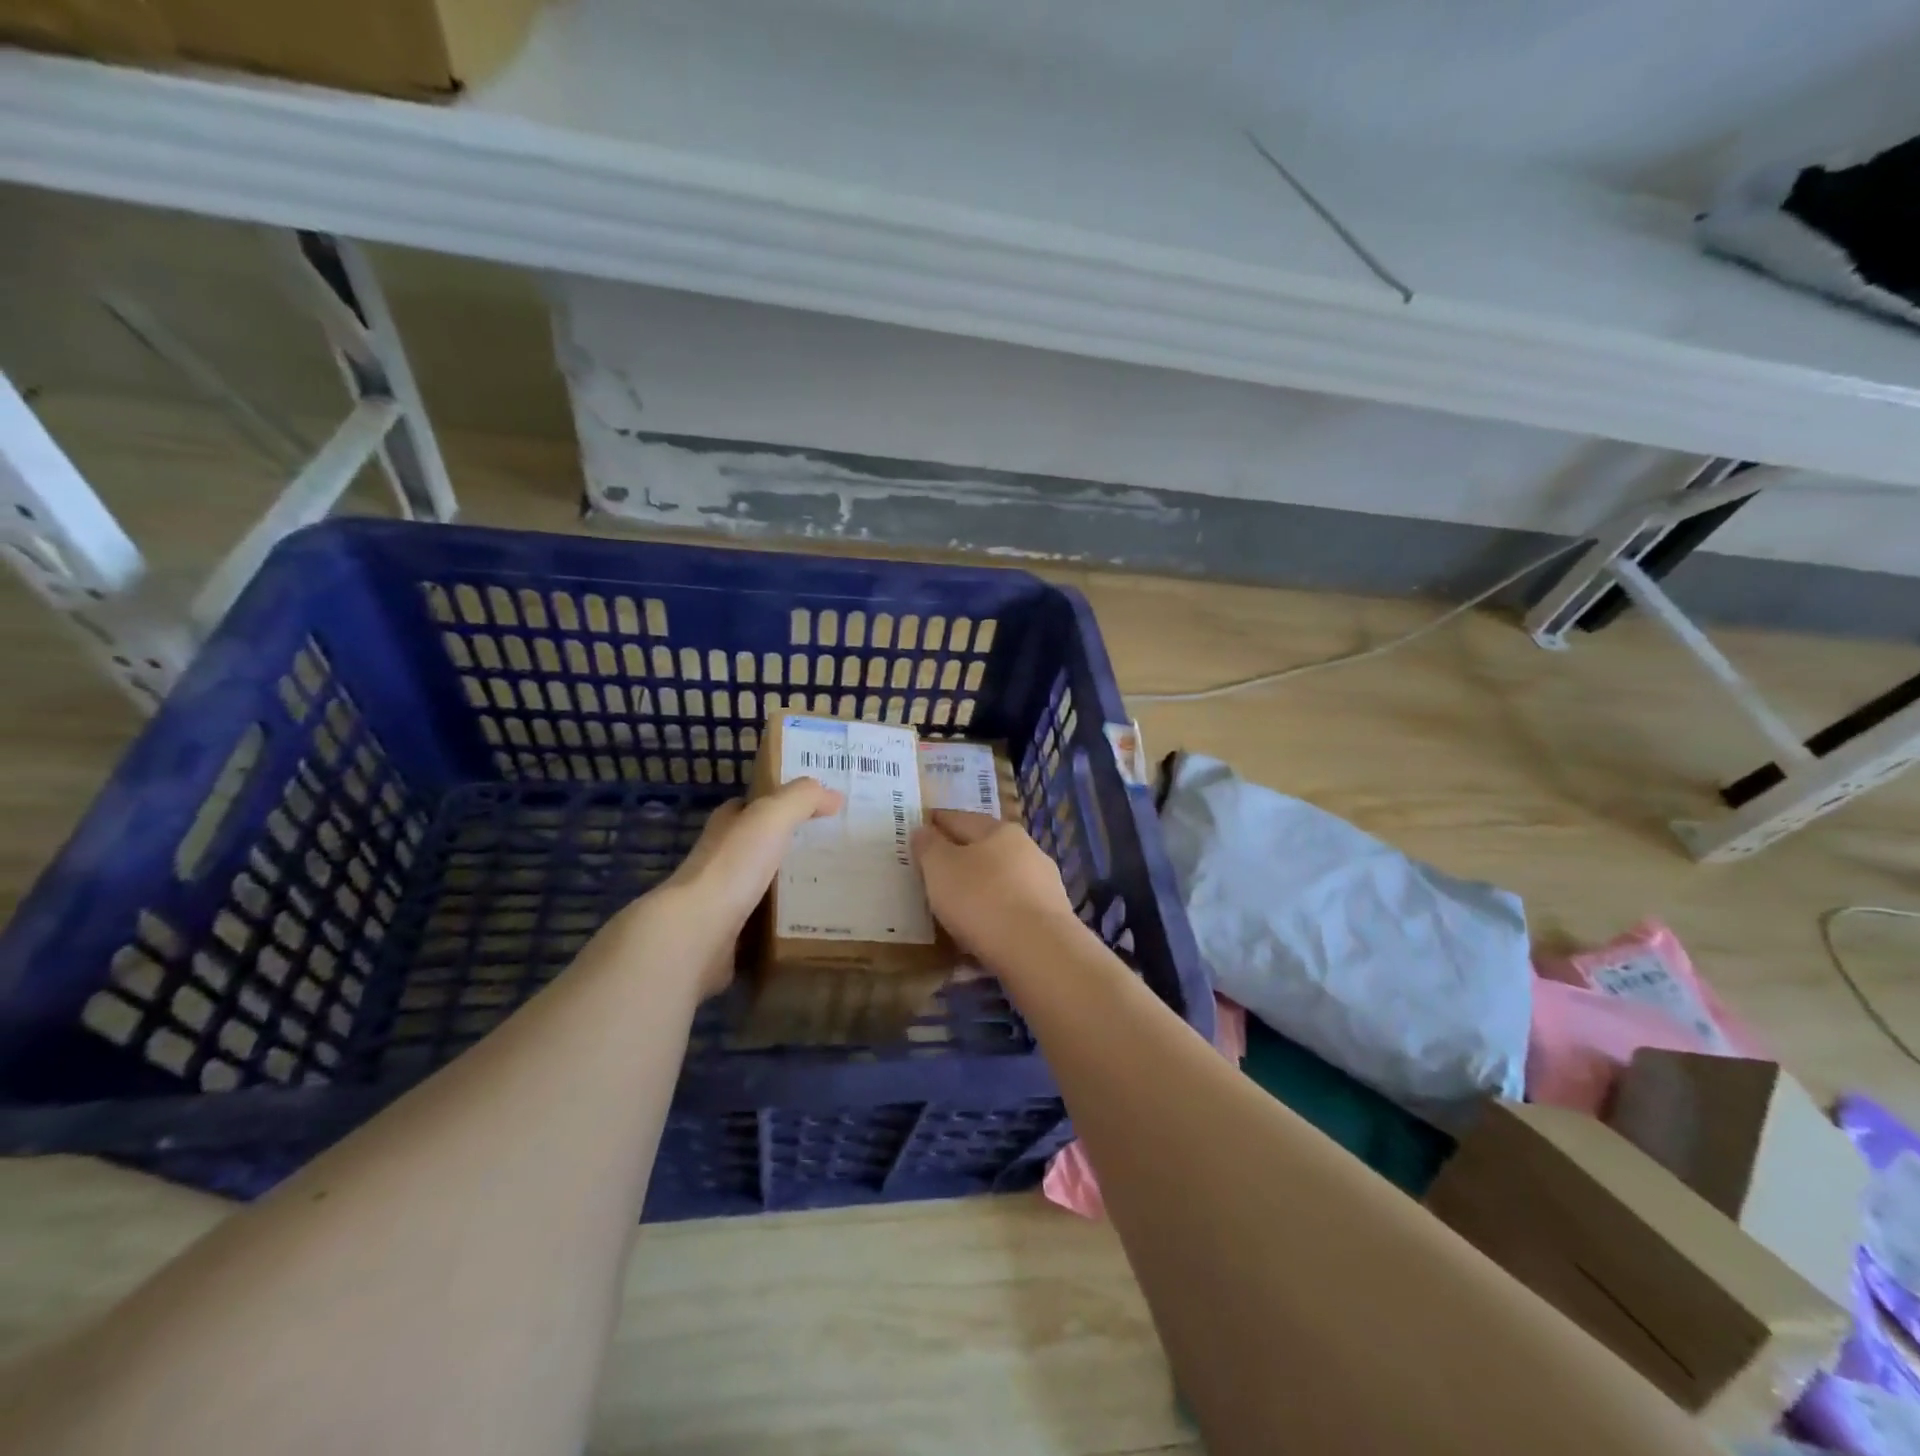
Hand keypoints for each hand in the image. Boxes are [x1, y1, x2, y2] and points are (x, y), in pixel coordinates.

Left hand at [658, 778, 842, 993]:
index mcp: (727, 825)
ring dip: (793, 885)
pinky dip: (787, 921)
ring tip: (835, 886)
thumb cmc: (733, 866)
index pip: (755, 805)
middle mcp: (722, 858)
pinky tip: (815, 922)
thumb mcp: (771, 816)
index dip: (784, 802)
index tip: (822, 808)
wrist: (697, 932)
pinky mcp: (731, 934)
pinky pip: (767, 923)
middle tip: (837, 849)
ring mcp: (724, 899)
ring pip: (766, 885)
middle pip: (762, 845)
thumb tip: (834, 796)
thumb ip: (802, 799)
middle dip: (794, 845)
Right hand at [911, 810, 1079, 969]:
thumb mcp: (941, 868)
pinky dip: (995, 913)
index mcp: (1000, 830)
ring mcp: (1044, 884)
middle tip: (935, 867)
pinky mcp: (1051, 918)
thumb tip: (924, 830)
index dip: (937, 821)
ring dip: (980, 886)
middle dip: (961, 854)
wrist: (1039, 950)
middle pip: (986, 847)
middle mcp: (1027, 850)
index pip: (960, 818)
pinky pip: (1012, 909)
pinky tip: (982, 928)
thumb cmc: (982, 899)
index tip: (921, 826)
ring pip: (1002, 879)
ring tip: (957, 902)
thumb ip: (929, 846)